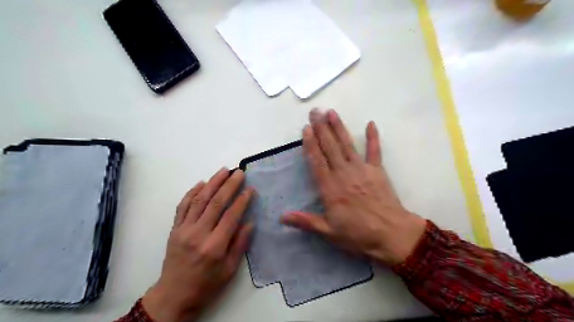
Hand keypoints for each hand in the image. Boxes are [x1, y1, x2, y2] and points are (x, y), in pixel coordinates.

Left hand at [142, 169, 250, 321]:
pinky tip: (202, 183)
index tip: (251, 188)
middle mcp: (198, 234)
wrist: (174, 295)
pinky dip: (192, 192)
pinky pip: (183, 206)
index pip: (231, 216)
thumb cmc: (207, 284)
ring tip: (223, 171)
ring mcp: (184, 229)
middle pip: (216, 203)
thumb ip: (240, 244)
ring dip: (212, 183)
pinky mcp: (175, 229)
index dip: (242, 200)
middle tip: (239, 172)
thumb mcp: (230, 270)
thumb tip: (250, 222)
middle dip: (229, 185)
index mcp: (215, 246)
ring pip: (199, 200)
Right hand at [282, 110, 425, 264]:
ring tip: (331, 112)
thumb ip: (306, 221)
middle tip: (315, 111)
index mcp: (330, 187)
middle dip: (321, 129)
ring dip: (339, 128)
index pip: (317, 161)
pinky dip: (373, 137)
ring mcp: (362, 170)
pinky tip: (371, 123)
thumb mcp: (329, 232)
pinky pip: (375, 151)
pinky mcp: (377, 171)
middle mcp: (344, 173)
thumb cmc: (358, 234)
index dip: (311, 143)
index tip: (306, 128)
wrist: (391, 235)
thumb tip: (281, 217)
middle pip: (330, 147)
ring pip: (347, 145)